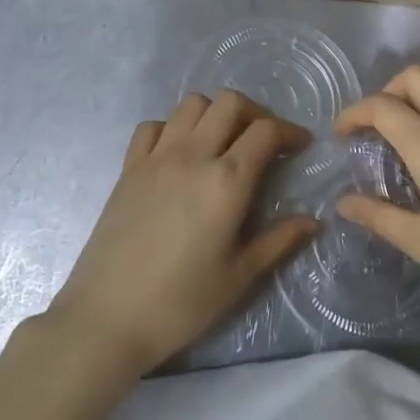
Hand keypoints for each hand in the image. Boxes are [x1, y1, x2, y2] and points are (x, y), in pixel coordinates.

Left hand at [44, 91, 316, 377]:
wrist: (107, 317)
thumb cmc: (181, 302)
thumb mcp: (239, 277)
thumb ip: (278, 241)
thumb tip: (312, 220)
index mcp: (227, 181)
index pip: (265, 131)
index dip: (289, 131)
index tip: (301, 145)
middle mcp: (193, 155)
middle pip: (230, 102)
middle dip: (255, 112)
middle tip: (264, 139)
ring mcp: (157, 156)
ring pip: (192, 104)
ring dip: (215, 113)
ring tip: (223, 141)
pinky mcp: (129, 166)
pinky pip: (153, 125)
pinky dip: (172, 128)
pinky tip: (179, 153)